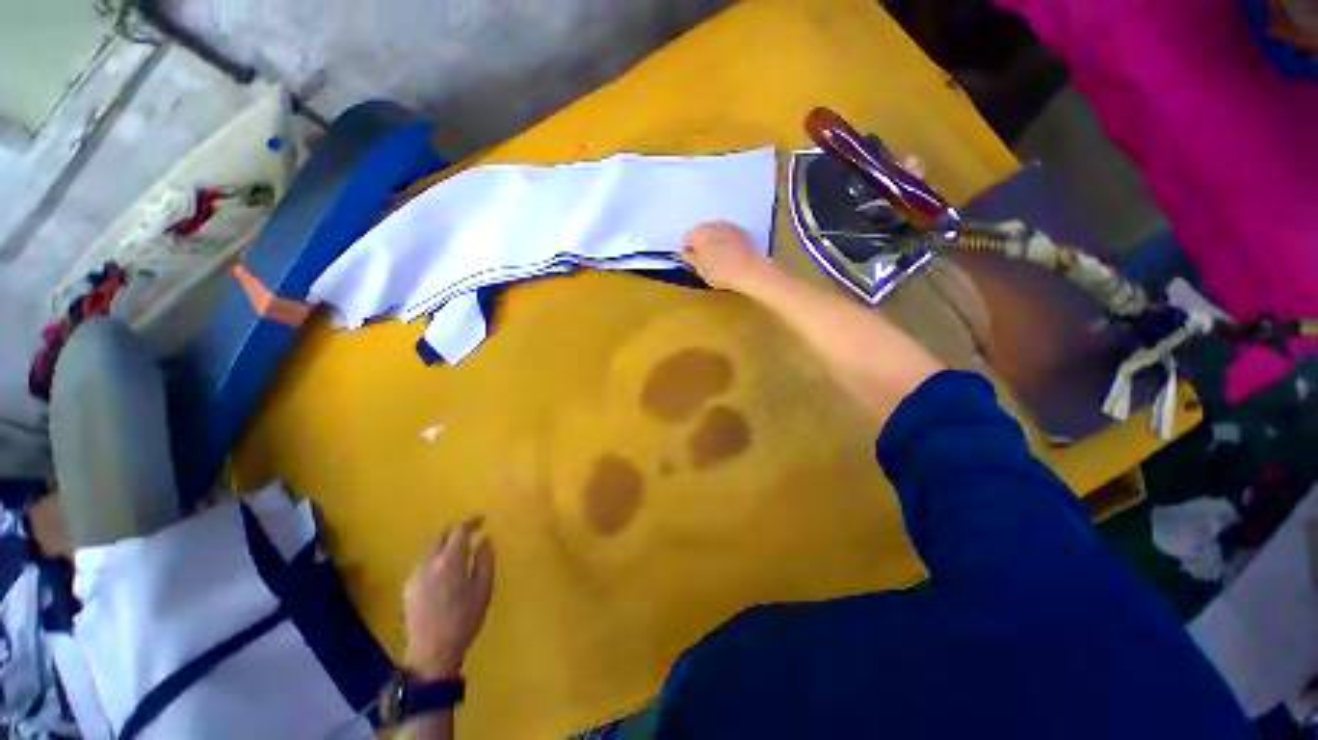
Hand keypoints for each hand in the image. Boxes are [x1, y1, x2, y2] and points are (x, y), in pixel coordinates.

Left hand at [403, 518, 494, 679]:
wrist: (431, 654)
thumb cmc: (464, 620)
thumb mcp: (483, 589)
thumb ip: (485, 560)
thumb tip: (485, 539)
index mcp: (450, 561)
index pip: (460, 530)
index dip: (472, 522)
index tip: (482, 519)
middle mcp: (429, 563)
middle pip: (441, 535)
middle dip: (457, 531)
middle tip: (471, 534)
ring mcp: (415, 575)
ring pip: (431, 548)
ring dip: (445, 545)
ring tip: (459, 553)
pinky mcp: (408, 588)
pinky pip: (424, 563)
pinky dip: (436, 559)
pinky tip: (444, 573)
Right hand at [682, 221, 776, 293]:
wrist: (751, 271)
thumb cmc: (721, 272)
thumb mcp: (702, 271)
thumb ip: (692, 260)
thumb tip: (687, 255)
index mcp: (699, 233)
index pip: (687, 238)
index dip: (688, 250)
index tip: (692, 262)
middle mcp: (713, 224)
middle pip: (702, 232)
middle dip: (702, 244)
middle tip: (705, 261)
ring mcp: (729, 226)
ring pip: (716, 232)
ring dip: (715, 242)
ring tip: (719, 258)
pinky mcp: (742, 231)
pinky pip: (729, 235)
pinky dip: (727, 242)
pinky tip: (731, 255)